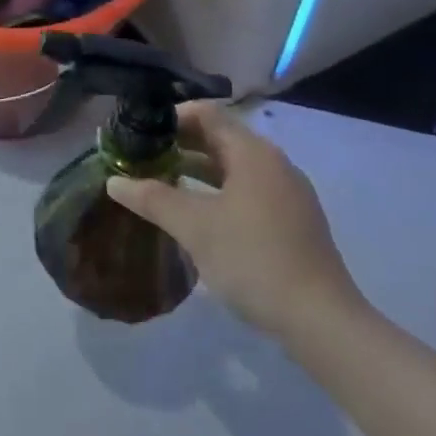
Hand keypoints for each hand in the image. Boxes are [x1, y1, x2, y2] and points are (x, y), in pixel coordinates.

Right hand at [107, 103, 361, 340]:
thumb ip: (152, 198)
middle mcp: (274, 163)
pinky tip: (197, 214)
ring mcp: (287, 193)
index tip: (139, 133)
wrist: (321, 321)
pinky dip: (218, 191)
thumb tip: (114, 181)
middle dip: (180, 145)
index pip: (207, 114)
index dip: (170, 118)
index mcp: (253, 153)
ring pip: (233, 167)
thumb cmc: (253, 259)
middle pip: (220, 138)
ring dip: (197, 170)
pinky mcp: (293, 221)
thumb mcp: (194, 226)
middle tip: (142, 158)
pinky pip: (247, 191)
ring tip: (160, 183)